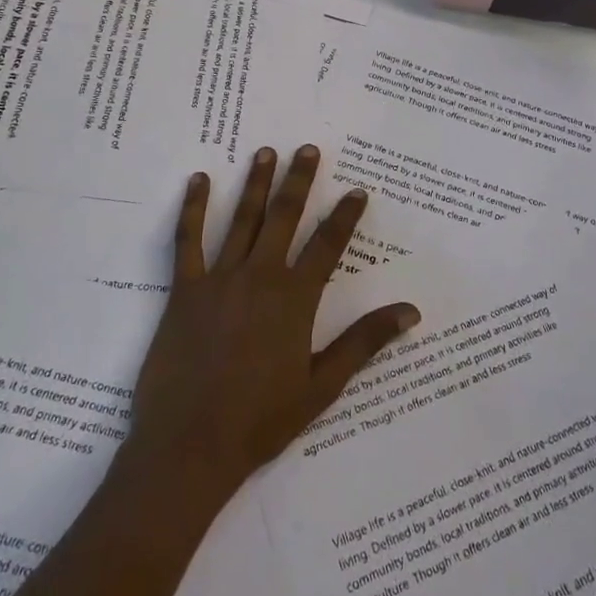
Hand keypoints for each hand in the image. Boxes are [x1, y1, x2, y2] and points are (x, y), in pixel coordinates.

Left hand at [126, 145, 420, 502]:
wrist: (191, 447)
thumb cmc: (261, 420)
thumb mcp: (323, 384)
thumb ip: (364, 341)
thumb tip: (411, 311)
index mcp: (295, 299)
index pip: (328, 246)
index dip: (345, 216)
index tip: (357, 190)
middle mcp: (260, 277)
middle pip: (284, 217)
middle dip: (299, 181)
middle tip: (306, 148)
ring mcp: (220, 280)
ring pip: (242, 220)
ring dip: (255, 184)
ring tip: (265, 152)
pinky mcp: (184, 291)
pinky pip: (188, 241)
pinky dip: (193, 208)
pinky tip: (198, 180)